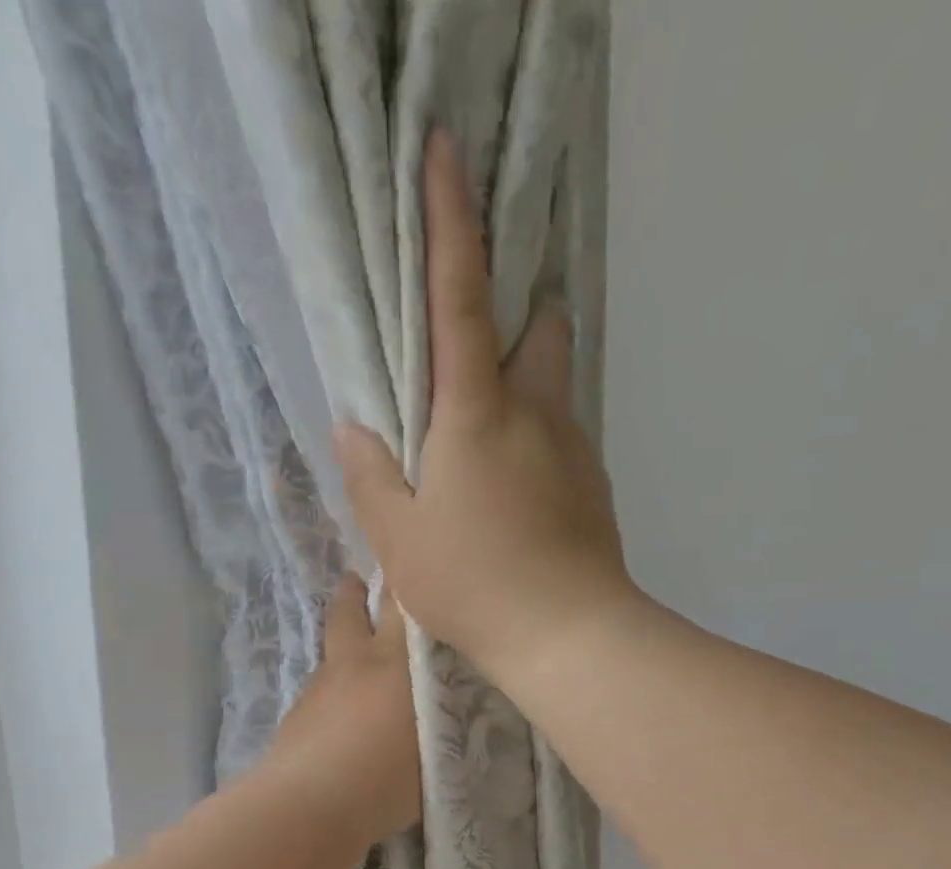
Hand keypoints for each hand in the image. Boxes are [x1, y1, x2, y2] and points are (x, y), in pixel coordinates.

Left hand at [260, 574, 421, 845]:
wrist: (310, 806)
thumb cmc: (387, 776)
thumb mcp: (439, 745)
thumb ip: (447, 717)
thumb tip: (451, 705)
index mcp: (394, 662)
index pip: (402, 606)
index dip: (405, 584)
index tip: (413, 570)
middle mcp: (353, 663)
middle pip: (349, 612)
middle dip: (356, 592)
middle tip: (361, 580)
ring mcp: (318, 688)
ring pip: (331, 651)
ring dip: (343, 642)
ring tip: (358, 654)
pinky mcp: (295, 717)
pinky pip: (320, 688)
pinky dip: (333, 687)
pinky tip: (342, 712)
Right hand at [333, 130, 633, 682]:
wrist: (569, 636)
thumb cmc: (474, 584)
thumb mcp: (399, 540)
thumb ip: (371, 477)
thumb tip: (355, 429)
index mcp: (476, 412)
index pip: (460, 296)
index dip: (449, 220)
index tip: (443, 151)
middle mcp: (535, 412)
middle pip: (536, 330)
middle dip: (513, 318)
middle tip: (476, 357)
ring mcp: (574, 448)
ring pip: (554, 388)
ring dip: (526, 388)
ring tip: (492, 443)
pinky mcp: (595, 486)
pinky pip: (563, 440)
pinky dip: (539, 443)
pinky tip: (519, 495)